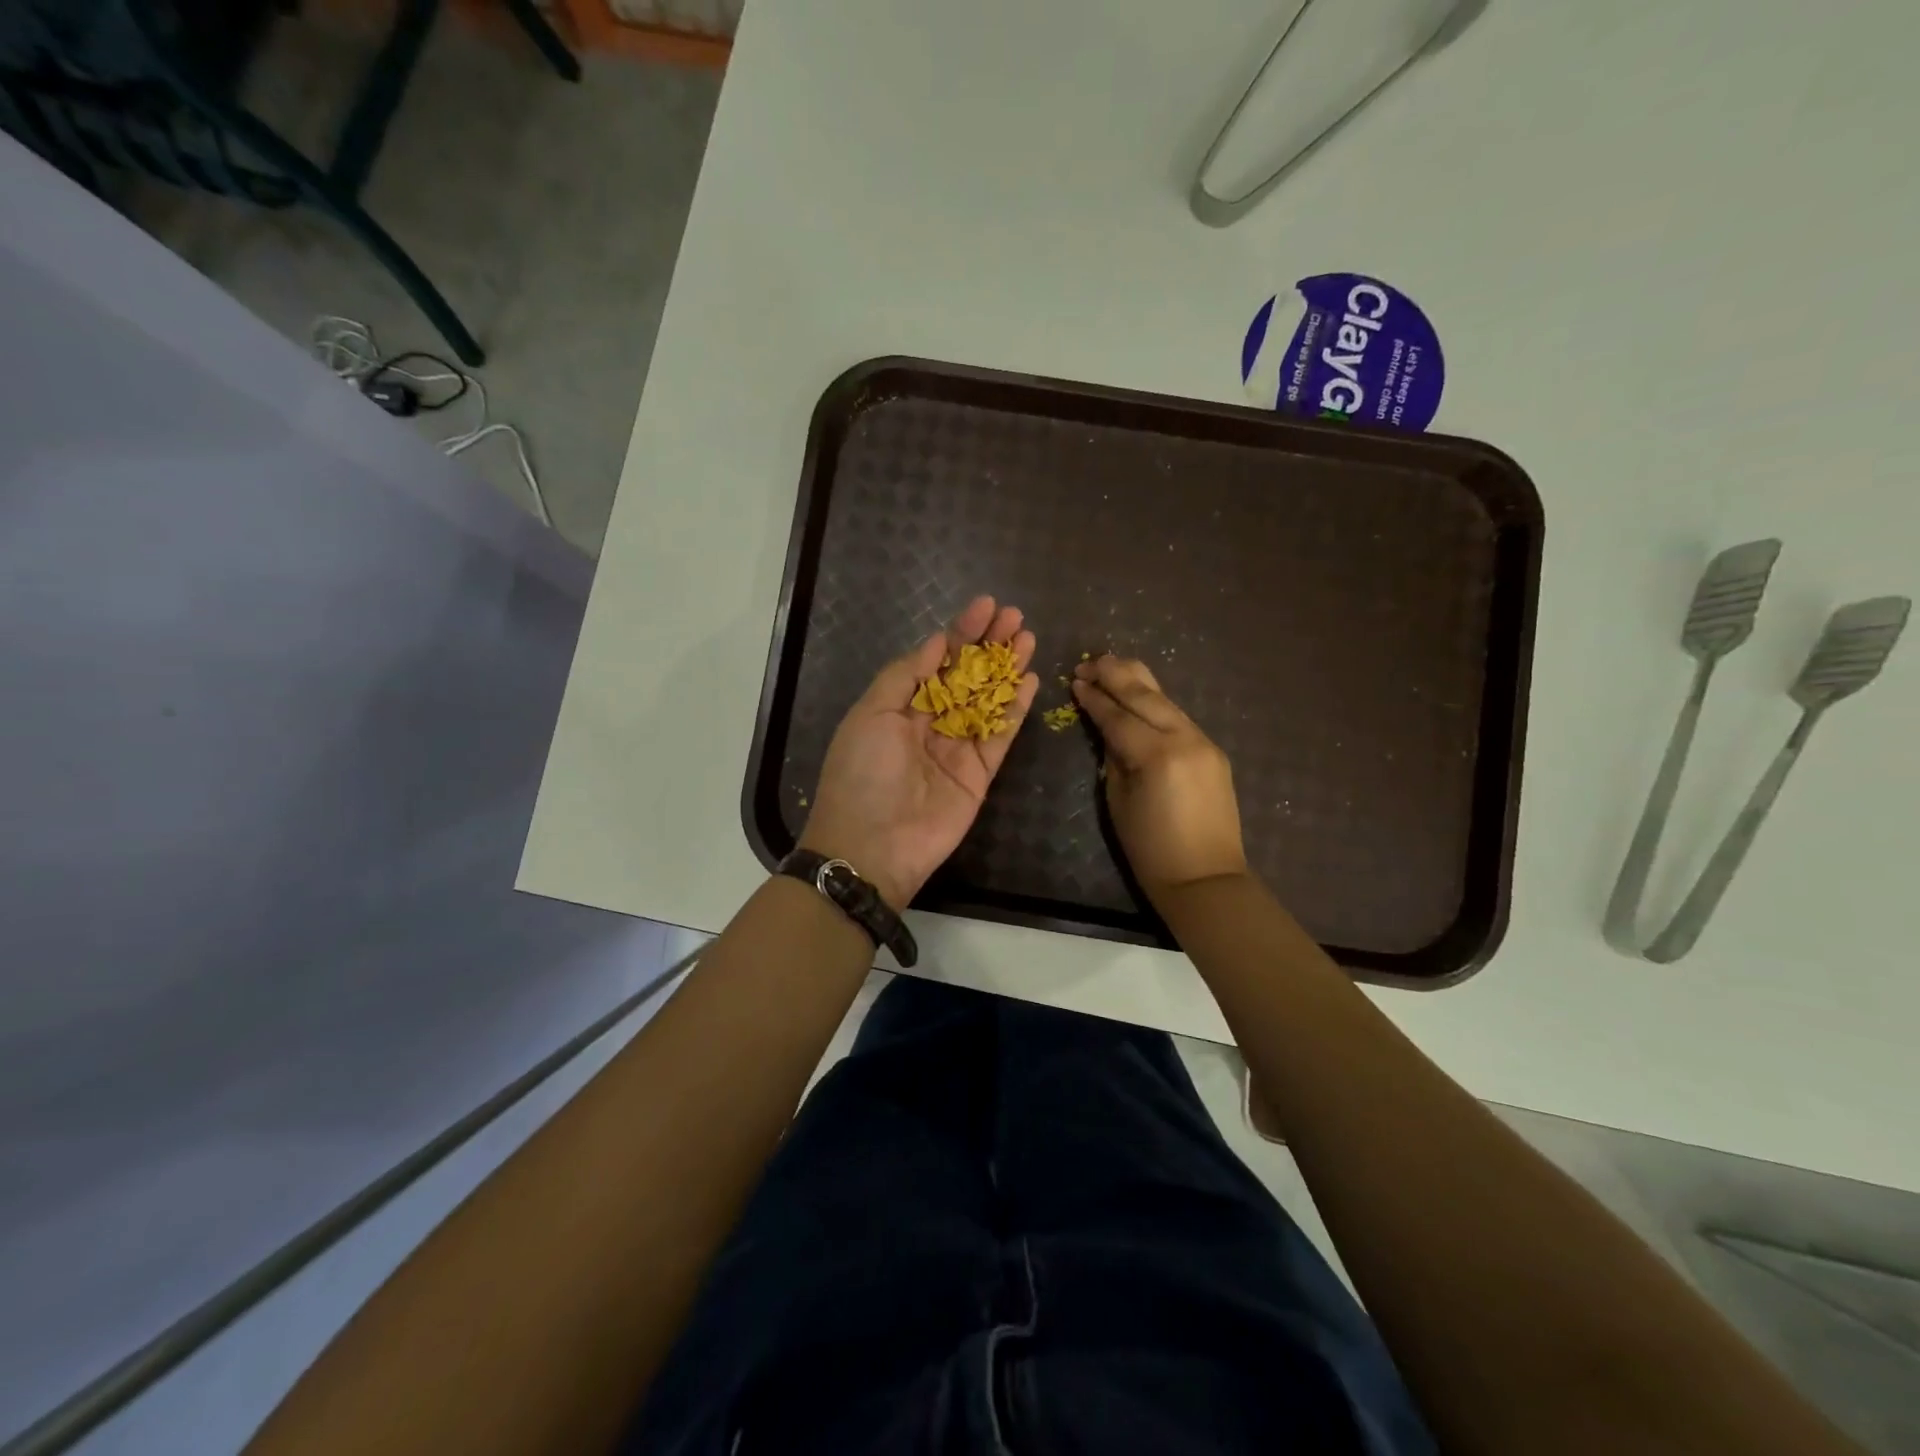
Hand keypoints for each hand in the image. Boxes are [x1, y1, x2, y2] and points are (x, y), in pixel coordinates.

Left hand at [799, 596, 1038, 909]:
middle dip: (990, 645)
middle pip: (967, 676)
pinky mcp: (980, 773)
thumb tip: (936, 642)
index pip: (936, 660)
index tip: (985, 605)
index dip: (960, 632)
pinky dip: (1016, 709)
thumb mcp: (871, 715)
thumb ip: (905, 676)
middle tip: (1016, 616)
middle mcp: (930, 722)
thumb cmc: (862, 774)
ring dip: (1008, 669)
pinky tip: (1030, 680)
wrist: (873, 846)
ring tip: (1029, 638)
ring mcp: (957, 748)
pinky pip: (1001, 735)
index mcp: (900, 706)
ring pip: (988, 700)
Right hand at [1071, 654, 1247, 903]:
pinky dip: (1157, 703)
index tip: (1076, 680)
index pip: (1117, 716)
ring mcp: (1204, 742)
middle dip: (1116, 675)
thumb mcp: (1118, 802)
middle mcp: (1184, 739)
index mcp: (1155, 755)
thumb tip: (1110, 734)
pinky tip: (1141, 695)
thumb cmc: (1151, 849)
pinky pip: (1180, 717)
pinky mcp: (1213, 751)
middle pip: (1145, 696)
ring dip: (1138, 681)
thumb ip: (1113, 759)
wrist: (1205, 878)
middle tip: (1091, 660)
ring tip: (1114, 665)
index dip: (1094, 698)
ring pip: (1166, 700)